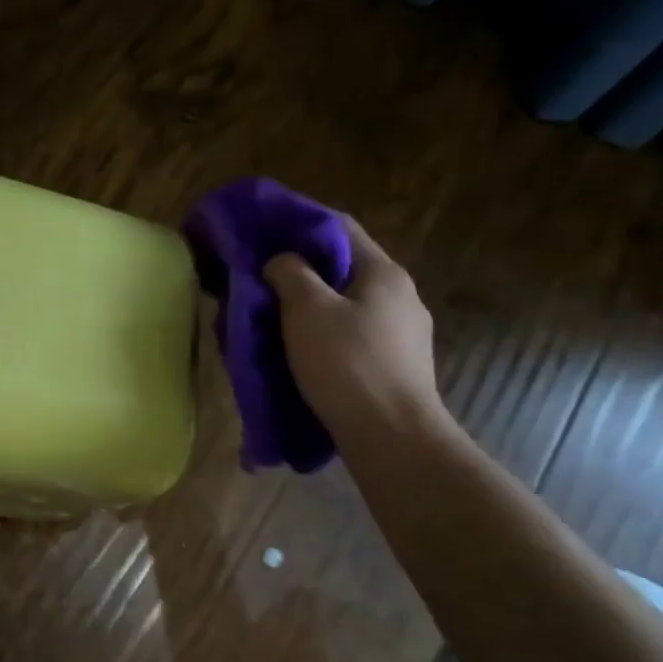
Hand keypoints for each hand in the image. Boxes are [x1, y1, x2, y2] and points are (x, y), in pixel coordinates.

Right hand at [264, 216, 445, 439]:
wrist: (393, 437)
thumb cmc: (347, 364)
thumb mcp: (307, 310)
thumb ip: (290, 273)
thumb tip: (281, 261)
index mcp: (383, 273)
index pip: (339, 228)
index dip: (298, 224)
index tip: (262, 233)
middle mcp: (400, 296)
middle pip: (342, 270)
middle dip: (299, 273)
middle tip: (260, 283)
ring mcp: (403, 334)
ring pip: (345, 307)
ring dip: (308, 309)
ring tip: (272, 322)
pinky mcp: (396, 366)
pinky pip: (352, 337)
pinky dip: (323, 336)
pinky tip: (300, 354)